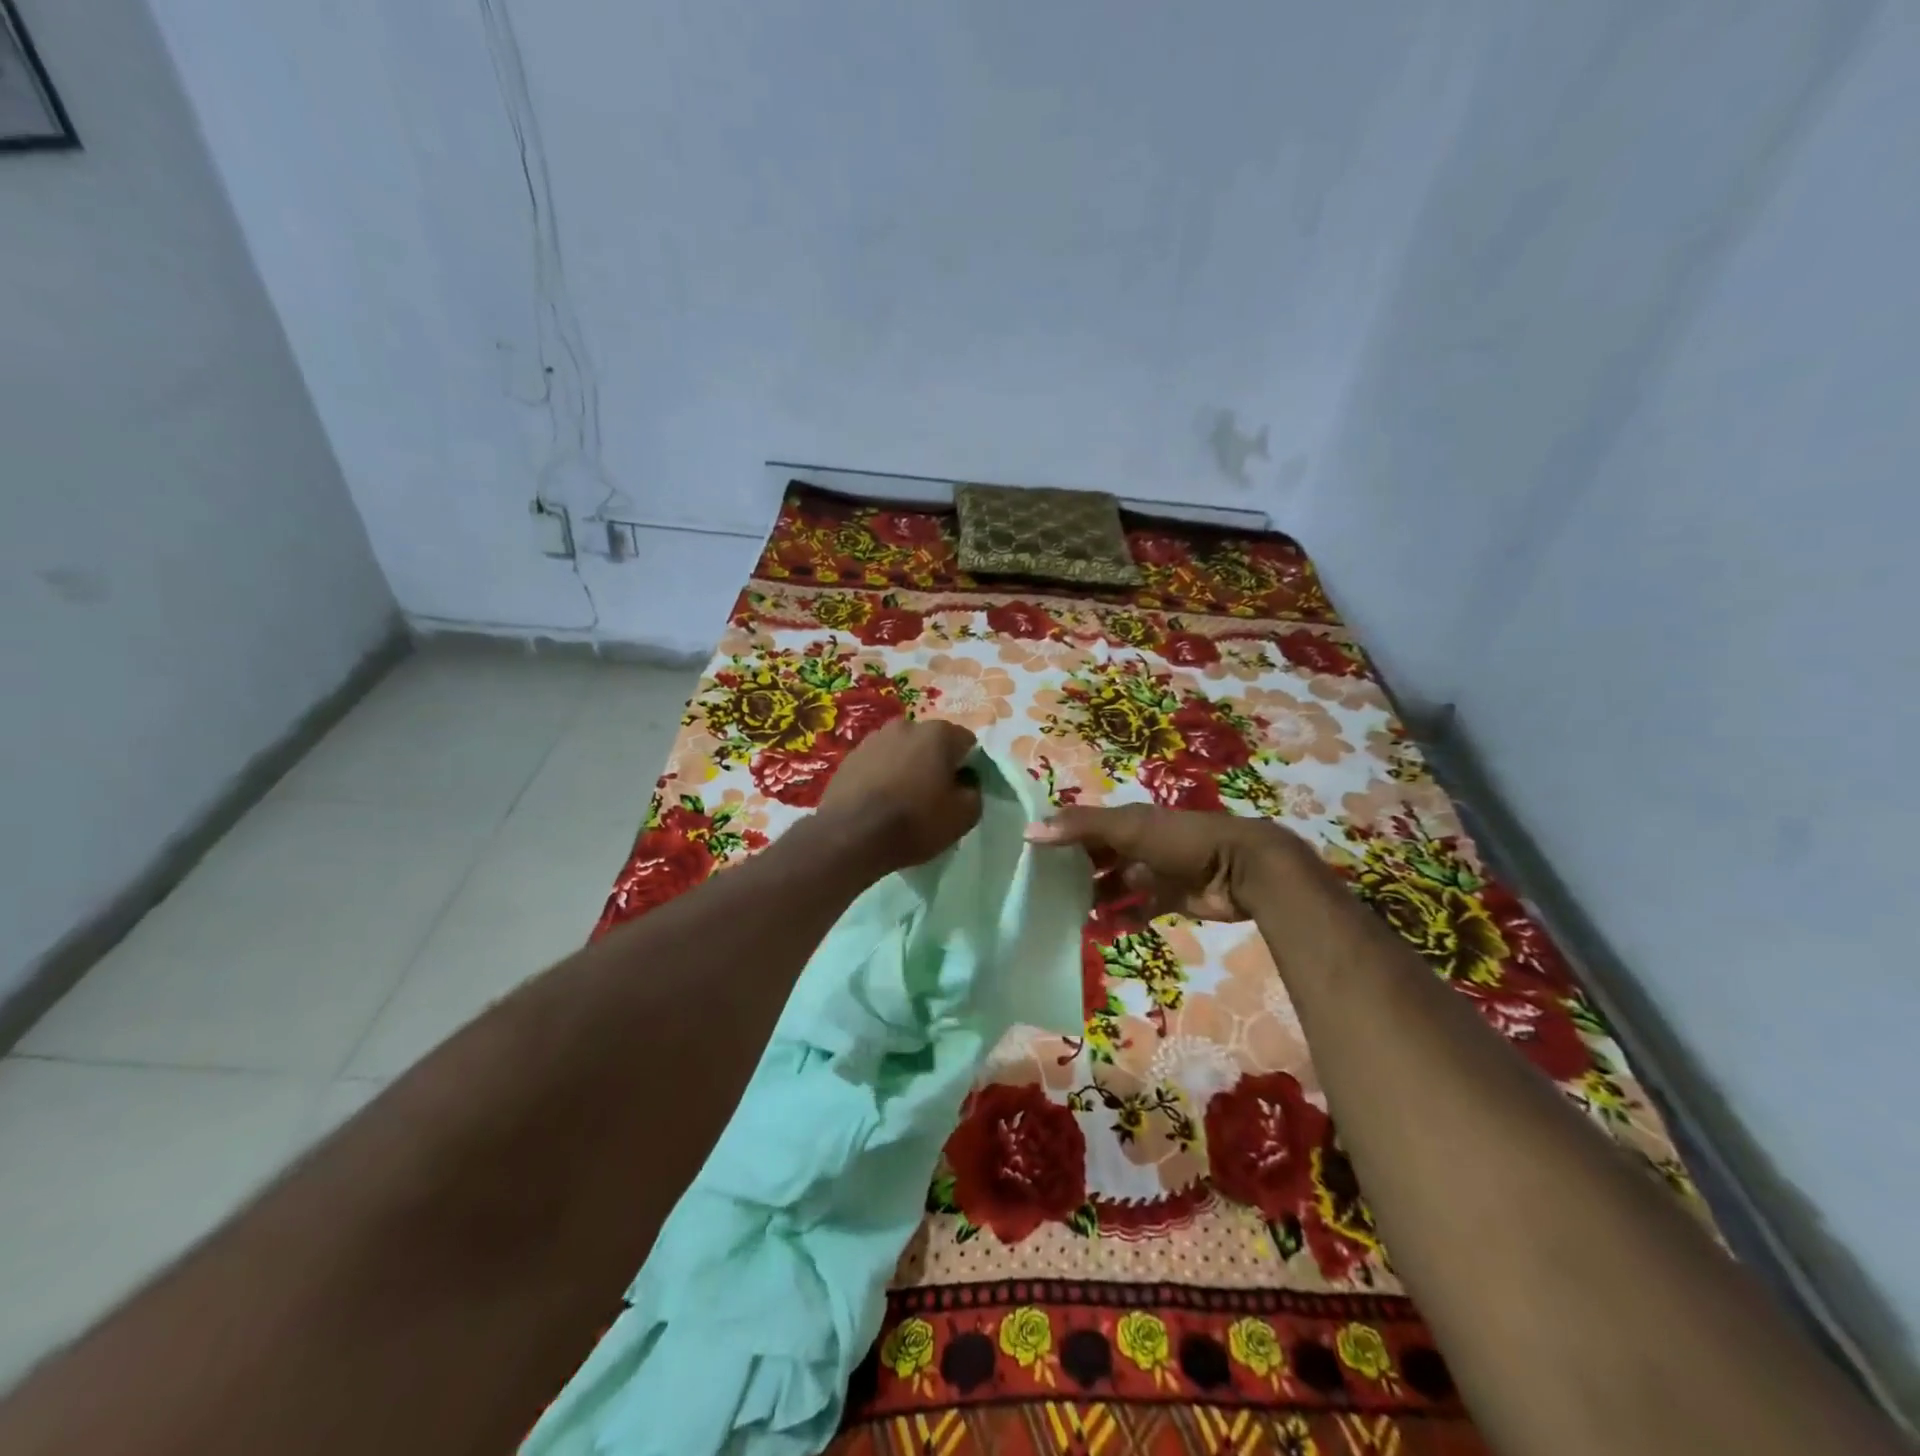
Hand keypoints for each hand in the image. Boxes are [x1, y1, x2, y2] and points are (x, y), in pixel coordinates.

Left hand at [817, 718, 982, 872]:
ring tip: (902, 799)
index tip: (960, 790)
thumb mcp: (963, 816)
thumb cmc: (915, 822)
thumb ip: (974, 792)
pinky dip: (882, 776)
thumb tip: (965, 783)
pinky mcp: (850, 757)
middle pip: (931, 743)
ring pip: (902, 751)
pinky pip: (877, 763)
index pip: (966, 743)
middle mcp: (906, 725)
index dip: (967, 767)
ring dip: (907, 767)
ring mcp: (873, 739)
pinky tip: (879, 801)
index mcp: (938, 733)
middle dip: (935, 763)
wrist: (852, 835)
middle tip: (933, 795)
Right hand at [1025, 804, 1307, 920]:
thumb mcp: (1128, 828)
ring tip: (1069, 918)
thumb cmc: (1180, 841)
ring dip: (1096, 900)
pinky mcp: (1171, 898)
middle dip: (1074, 874)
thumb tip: (1028, 831)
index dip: (1058, 839)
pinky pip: (1140, 909)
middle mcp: (1137, 843)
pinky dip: (1124, 918)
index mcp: (1127, 820)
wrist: (1241, 868)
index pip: (1083, 827)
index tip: (1029, 858)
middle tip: (1043, 896)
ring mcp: (1155, 871)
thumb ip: (1080, 828)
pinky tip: (1105, 931)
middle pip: (1098, 858)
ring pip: (1116, 886)